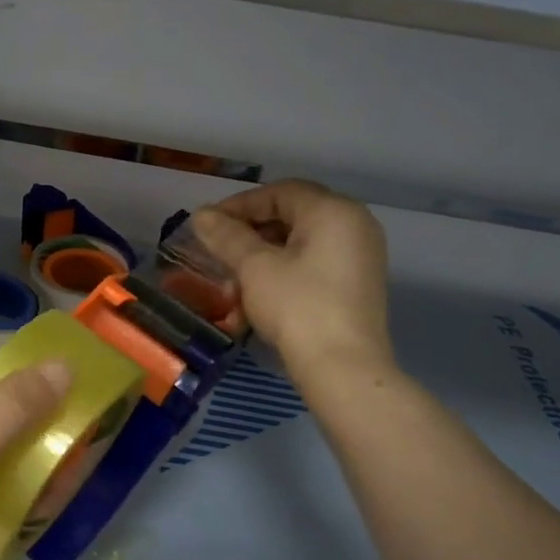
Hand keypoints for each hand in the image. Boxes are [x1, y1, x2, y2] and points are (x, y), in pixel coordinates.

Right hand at [192, 180, 393, 378]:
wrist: (342, 367)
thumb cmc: (297, 307)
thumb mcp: (254, 268)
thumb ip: (227, 237)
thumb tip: (201, 215)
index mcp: (333, 211)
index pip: (280, 192)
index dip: (239, 205)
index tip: (207, 226)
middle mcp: (353, 225)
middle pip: (291, 216)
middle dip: (249, 235)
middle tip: (217, 253)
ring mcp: (359, 256)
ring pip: (299, 245)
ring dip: (260, 259)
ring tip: (232, 284)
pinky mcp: (355, 285)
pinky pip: (312, 266)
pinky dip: (282, 274)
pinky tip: (255, 299)